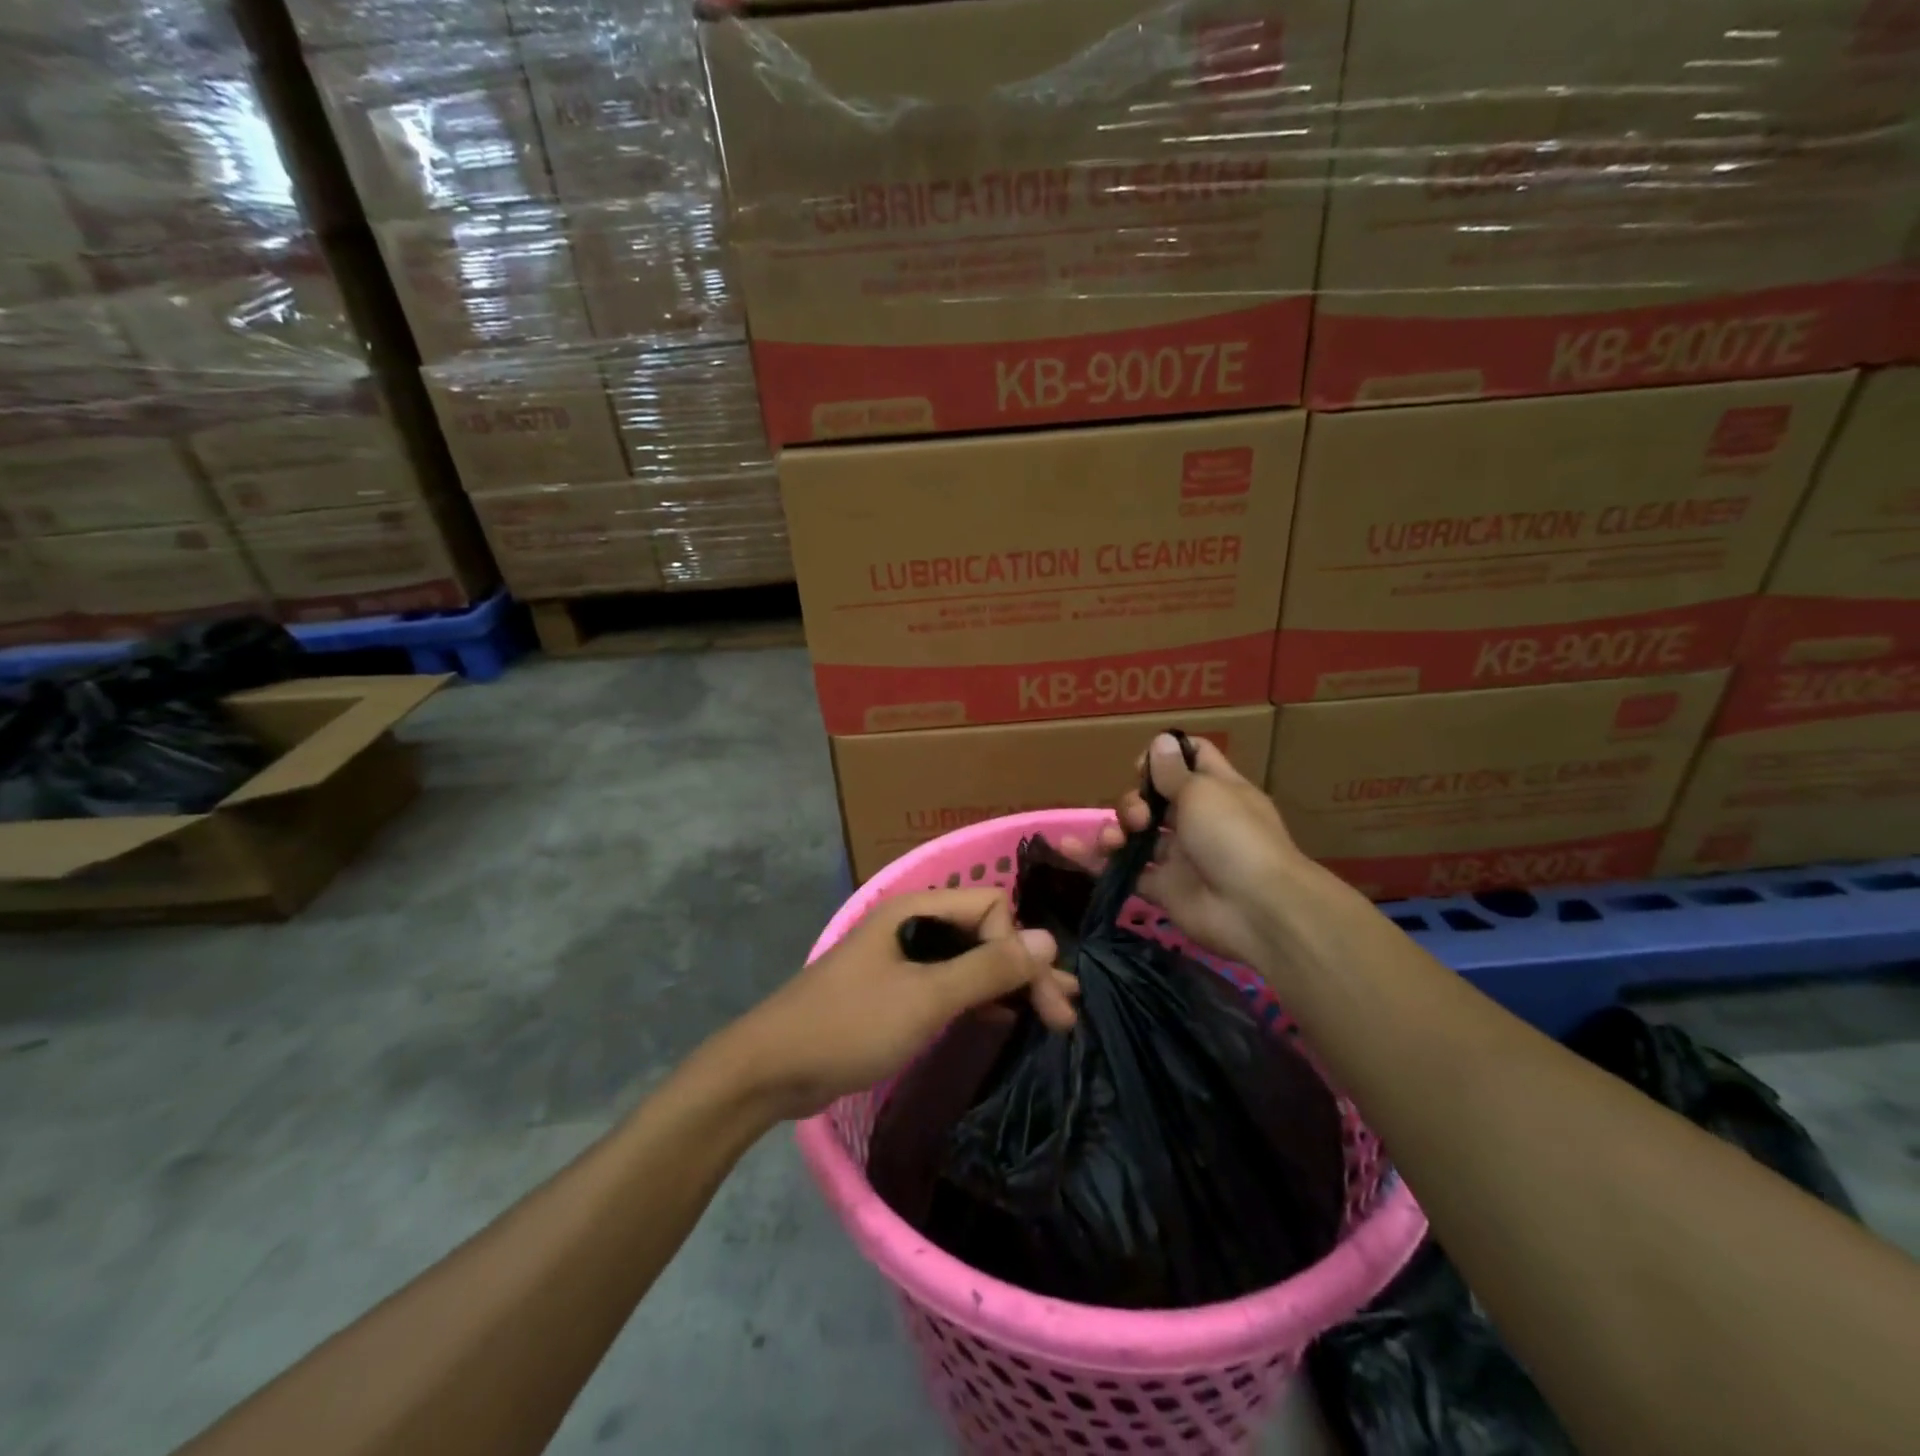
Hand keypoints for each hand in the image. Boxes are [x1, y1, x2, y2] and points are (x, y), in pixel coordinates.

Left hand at [724, 889, 1073, 1119]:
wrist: (772, 1068)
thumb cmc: (851, 1025)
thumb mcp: (926, 997)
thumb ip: (987, 968)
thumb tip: (1049, 939)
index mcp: (917, 910)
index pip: (991, 909)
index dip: (1020, 949)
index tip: (1042, 1000)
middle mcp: (913, 925)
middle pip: (984, 934)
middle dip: (1024, 970)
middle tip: (1064, 1015)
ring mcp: (902, 959)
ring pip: (968, 962)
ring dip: (1007, 986)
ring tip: (1051, 1017)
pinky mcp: (896, 992)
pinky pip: (949, 986)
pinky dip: (979, 1000)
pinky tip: (1003, 1020)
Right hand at [1063, 732, 1303, 969]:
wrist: (1255, 909)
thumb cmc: (1233, 836)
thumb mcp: (1203, 792)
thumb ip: (1173, 771)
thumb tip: (1161, 741)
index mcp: (1216, 790)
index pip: (1191, 759)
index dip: (1164, 757)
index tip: (1142, 767)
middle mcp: (1197, 820)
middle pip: (1153, 798)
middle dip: (1134, 800)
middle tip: (1140, 816)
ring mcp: (1179, 856)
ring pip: (1136, 834)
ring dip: (1115, 829)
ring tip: (1113, 840)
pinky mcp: (1162, 888)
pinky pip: (1124, 870)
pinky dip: (1097, 860)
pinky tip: (1070, 848)